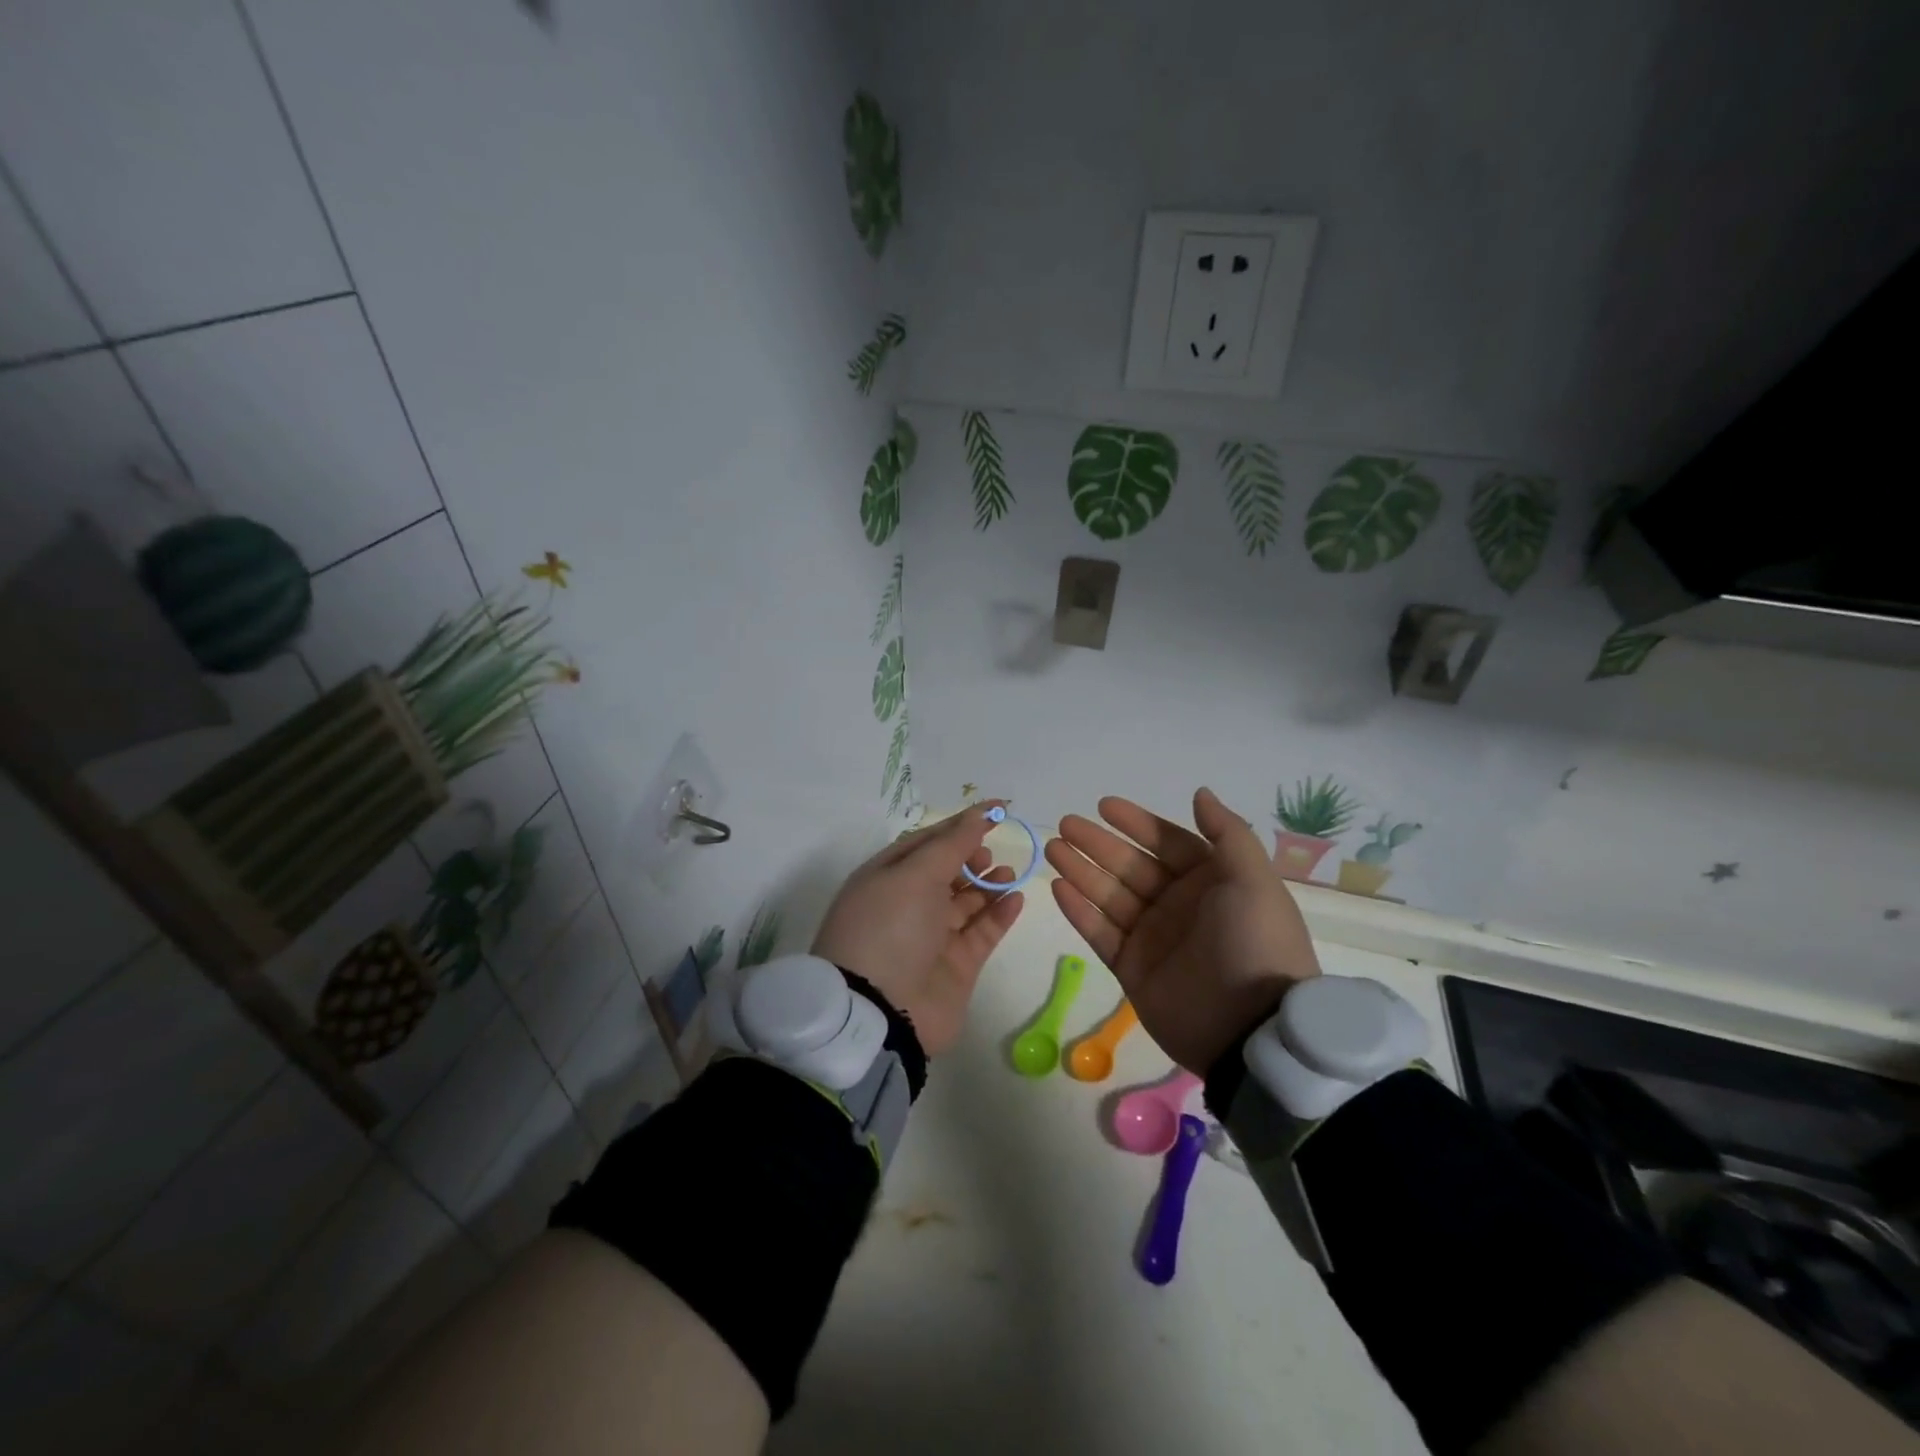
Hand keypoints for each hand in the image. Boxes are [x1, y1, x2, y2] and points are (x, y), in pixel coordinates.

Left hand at [811, 803, 1025, 1056]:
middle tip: (988, 855)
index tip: (997, 810)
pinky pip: (982, 931)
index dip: (961, 824)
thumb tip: (978, 815)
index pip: (927, 841)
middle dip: (971, 856)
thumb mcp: (914, 876)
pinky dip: (999, 913)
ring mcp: (932, 937)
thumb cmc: (889, 929)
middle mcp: (907, 904)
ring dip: (988, 883)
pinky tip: (1016, 898)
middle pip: (947, 870)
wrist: (880, 1013)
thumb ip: (951, 844)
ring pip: (967, 901)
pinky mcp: (956, 965)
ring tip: (1008, 873)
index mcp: (886, 877)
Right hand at [1045, 787, 1319, 1074]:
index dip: (1136, 823)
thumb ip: (1227, 833)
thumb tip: (1200, 793)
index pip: (1167, 843)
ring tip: (1053, 849)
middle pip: (1130, 866)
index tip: (1103, 806)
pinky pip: (1100, 933)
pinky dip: (1079, 911)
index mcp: (1211, 882)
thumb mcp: (1253, 881)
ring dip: (1081, 871)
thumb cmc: (1254, 943)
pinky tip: (1058, 887)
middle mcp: (1179, 905)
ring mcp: (1153, 938)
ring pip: (1109, 895)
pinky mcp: (1131, 969)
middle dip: (1098, 844)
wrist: (1250, 1030)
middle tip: (1064, 825)